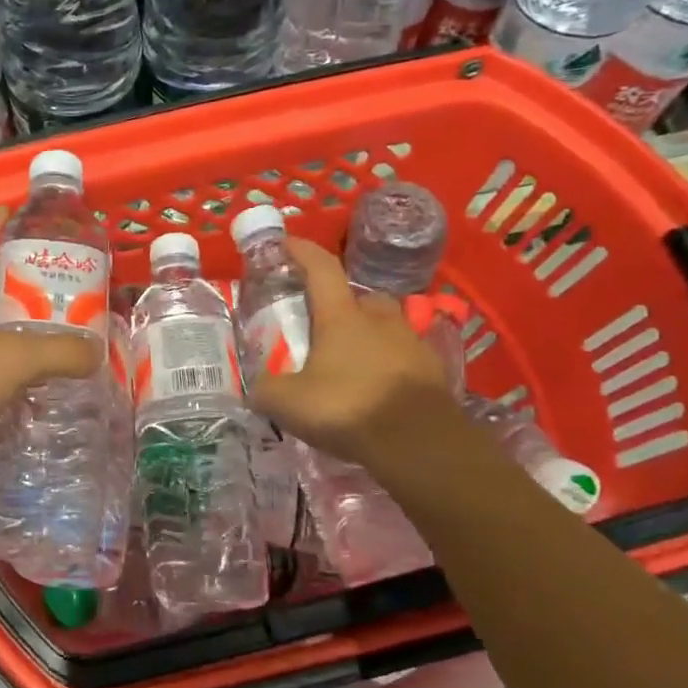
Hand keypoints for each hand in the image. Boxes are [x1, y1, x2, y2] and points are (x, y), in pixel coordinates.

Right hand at [248, 237, 451, 466]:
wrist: (419, 443)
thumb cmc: (347, 408)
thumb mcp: (287, 403)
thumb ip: (265, 389)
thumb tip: (255, 386)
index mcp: (341, 316)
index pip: (321, 268)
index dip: (302, 251)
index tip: (286, 243)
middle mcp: (379, 319)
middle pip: (360, 296)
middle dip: (341, 302)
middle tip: (323, 321)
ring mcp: (411, 343)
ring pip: (387, 324)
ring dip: (369, 332)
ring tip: (350, 358)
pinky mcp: (432, 370)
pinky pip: (405, 356)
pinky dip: (389, 363)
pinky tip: (376, 386)